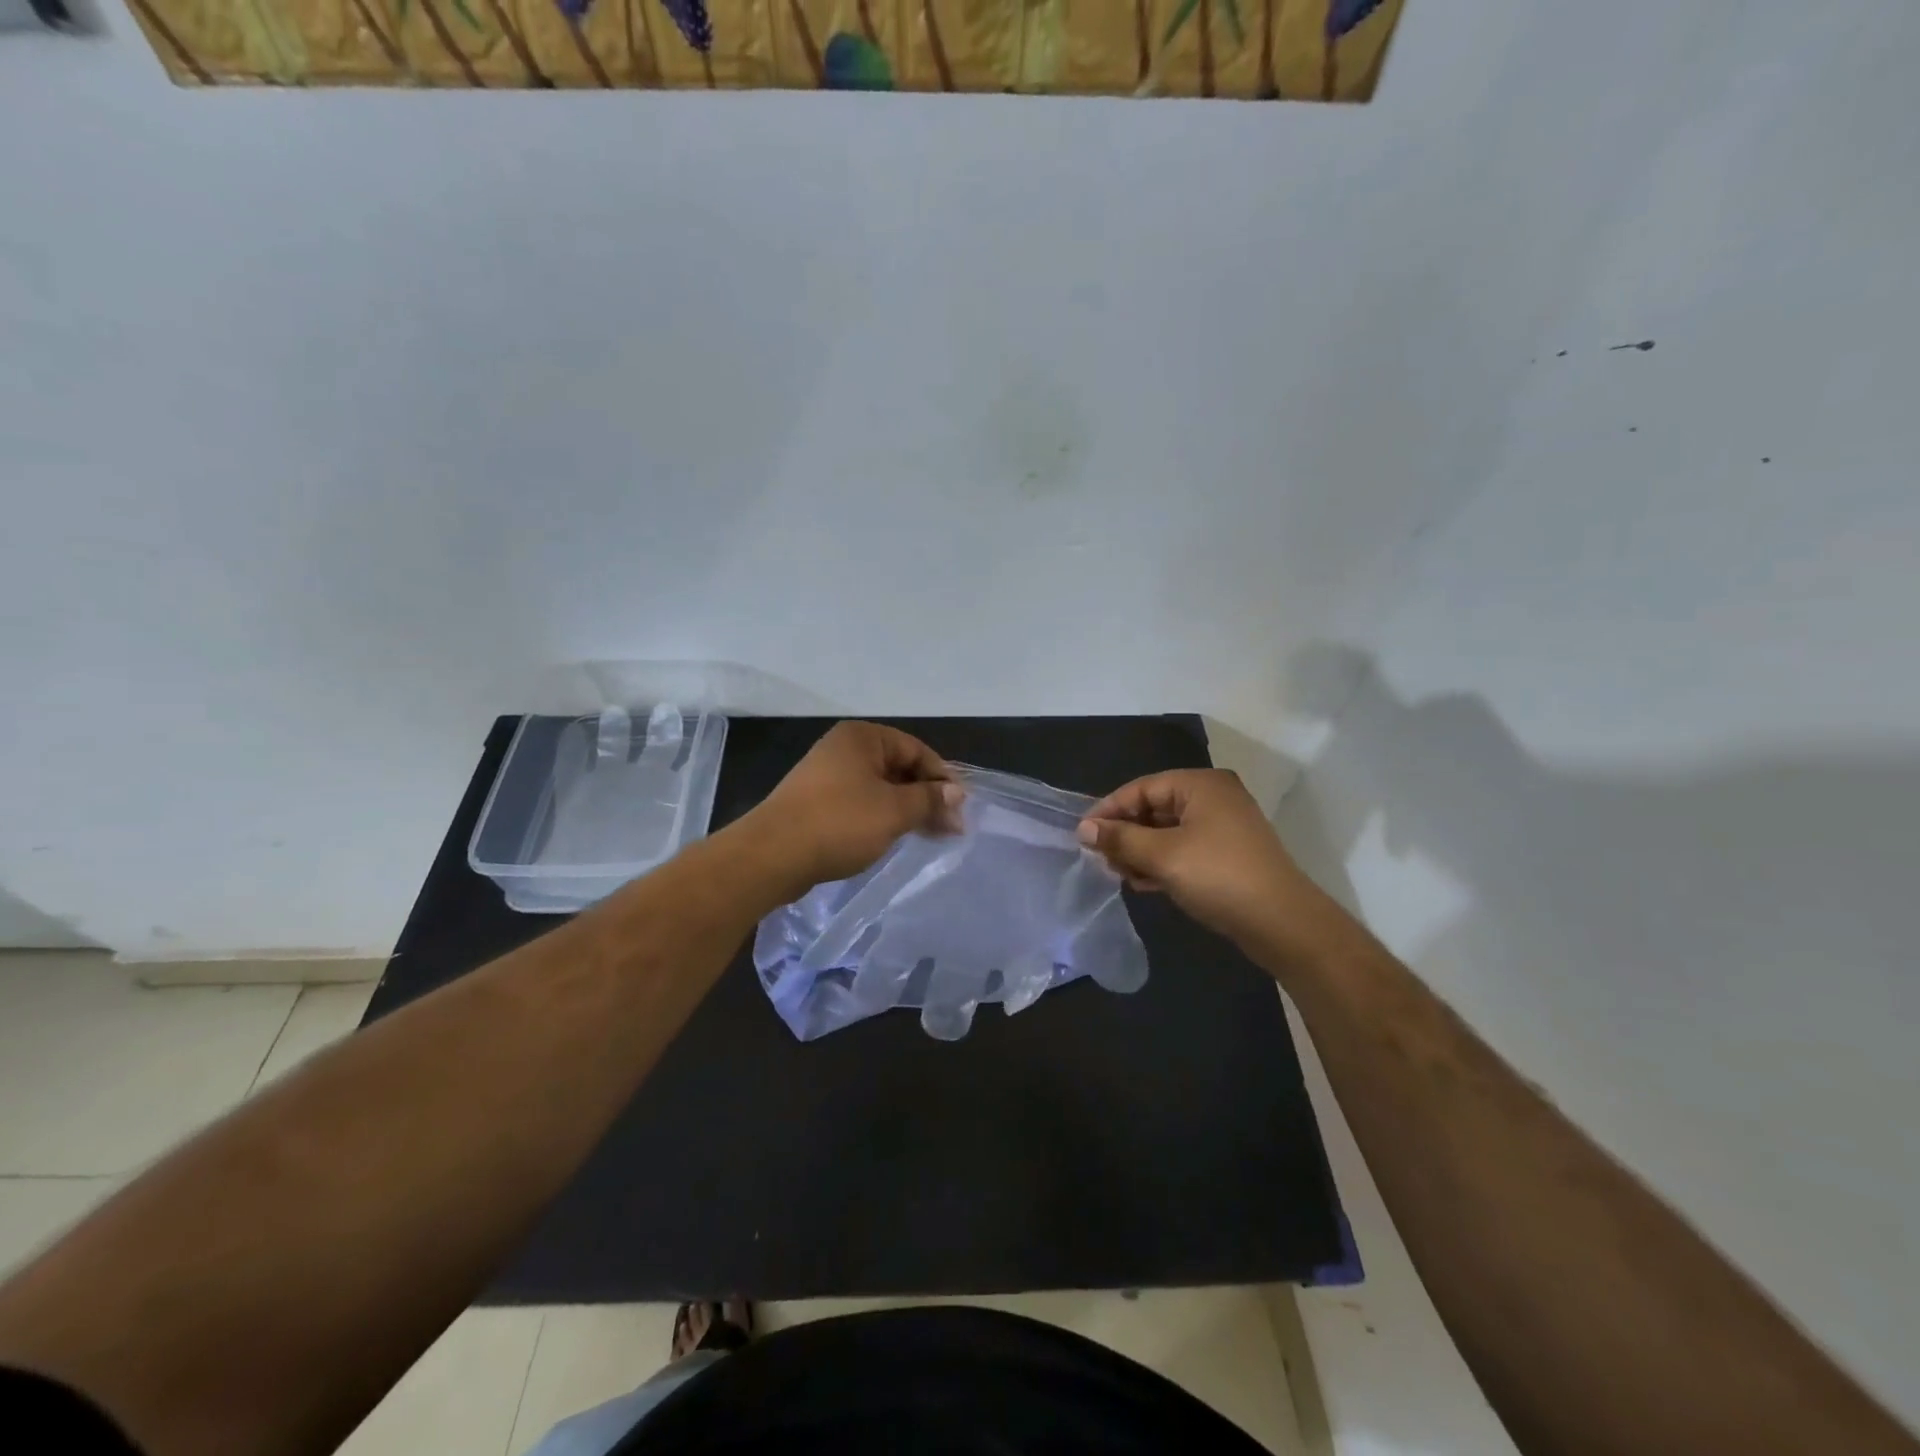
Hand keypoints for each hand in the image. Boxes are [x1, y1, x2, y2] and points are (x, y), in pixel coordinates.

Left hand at [744, 722, 963, 898]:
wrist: (771, 856)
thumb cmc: (839, 823)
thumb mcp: (894, 810)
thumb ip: (929, 799)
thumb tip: (957, 793)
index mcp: (862, 737)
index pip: (916, 749)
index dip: (942, 778)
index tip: (961, 808)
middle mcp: (844, 749)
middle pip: (899, 768)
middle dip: (927, 796)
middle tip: (951, 828)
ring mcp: (828, 776)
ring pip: (881, 788)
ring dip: (907, 809)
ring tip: (931, 836)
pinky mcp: (818, 803)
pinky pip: (861, 803)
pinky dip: (882, 817)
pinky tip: (896, 837)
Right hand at [1076, 769, 1313, 947]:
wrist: (1283, 924)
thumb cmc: (1219, 877)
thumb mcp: (1163, 855)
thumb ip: (1120, 838)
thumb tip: (1083, 829)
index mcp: (1200, 785)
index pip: (1141, 788)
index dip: (1109, 810)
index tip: (1082, 835)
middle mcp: (1212, 797)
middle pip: (1153, 808)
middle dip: (1125, 834)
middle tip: (1100, 859)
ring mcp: (1222, 827)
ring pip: (1166, 831)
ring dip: (1140, 851)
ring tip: (1118, 874)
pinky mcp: (1226, 854)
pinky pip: (1183, 849)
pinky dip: (1161, 862)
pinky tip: (1142, 883)